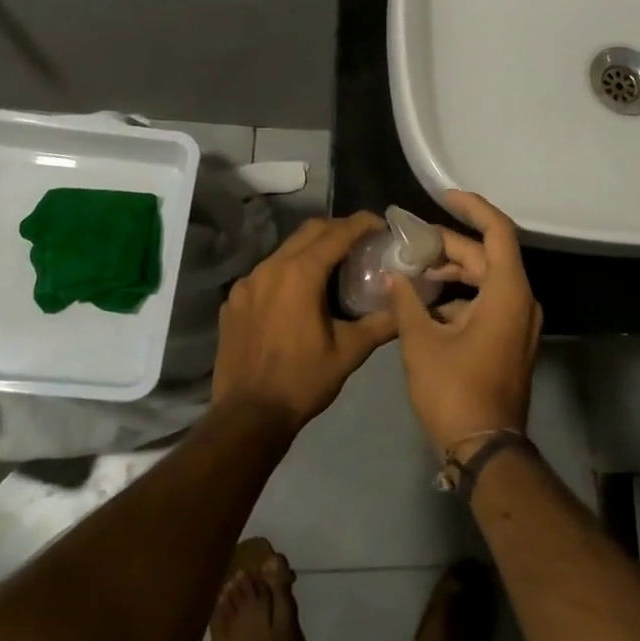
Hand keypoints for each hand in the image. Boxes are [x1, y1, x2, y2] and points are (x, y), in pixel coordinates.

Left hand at [213, 213, 397, 432]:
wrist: (247, 417)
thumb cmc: (302, 381)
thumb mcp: (349, 352)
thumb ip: (381, 323)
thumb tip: (406, 305)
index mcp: (300, 273)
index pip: (337, 233)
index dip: (362, 223)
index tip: (381, 225)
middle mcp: (270, 267)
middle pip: (309, 232)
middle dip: (338, 229)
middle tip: (362, 242)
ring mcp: (246, 283)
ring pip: (284, 251)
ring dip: (311, 251)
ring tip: (332, 268)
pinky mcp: (233, 301)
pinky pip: (264, 274)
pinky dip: (286, 274)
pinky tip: (296, 298)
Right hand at [386, 191, 542, 452]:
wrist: (485, 449)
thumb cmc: (454, 390)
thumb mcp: (421, 342)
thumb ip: (406, 301)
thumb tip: (392, 276)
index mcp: (508, 292)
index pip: (497, 231)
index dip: (472, 207)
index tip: (444, 196)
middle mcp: (521, 300)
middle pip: (486, 256)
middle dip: (448, 245)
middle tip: (410, 240)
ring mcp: (518, 322)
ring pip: (485, 279)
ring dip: (452, 271)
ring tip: (412, 268)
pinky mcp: (509, 339)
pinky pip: (487, 301)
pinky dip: (459, 295)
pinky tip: (425, 300)